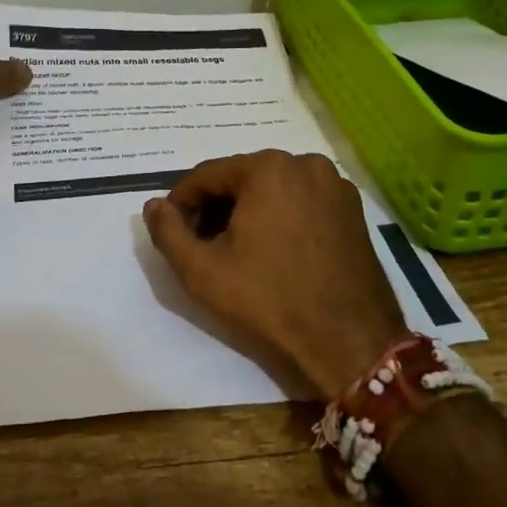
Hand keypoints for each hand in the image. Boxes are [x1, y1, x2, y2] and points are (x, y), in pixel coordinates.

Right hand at [143, 151, 406, 398]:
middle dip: (215, 208)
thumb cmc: (270, 301)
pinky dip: (279, 217)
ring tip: (233, 251)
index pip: (206, 175)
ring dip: (246, 212)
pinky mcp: (353, 210)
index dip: (181, 203)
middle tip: (200, 245)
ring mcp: (335, 186)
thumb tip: (153, 206)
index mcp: (268, 168)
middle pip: (241, 179)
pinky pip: (301, 202)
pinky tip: (271, 252)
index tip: (171, 230)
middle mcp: (305, 163)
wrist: (350, 343)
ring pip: (272, 190)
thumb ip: (167, 232)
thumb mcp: (202, 270)